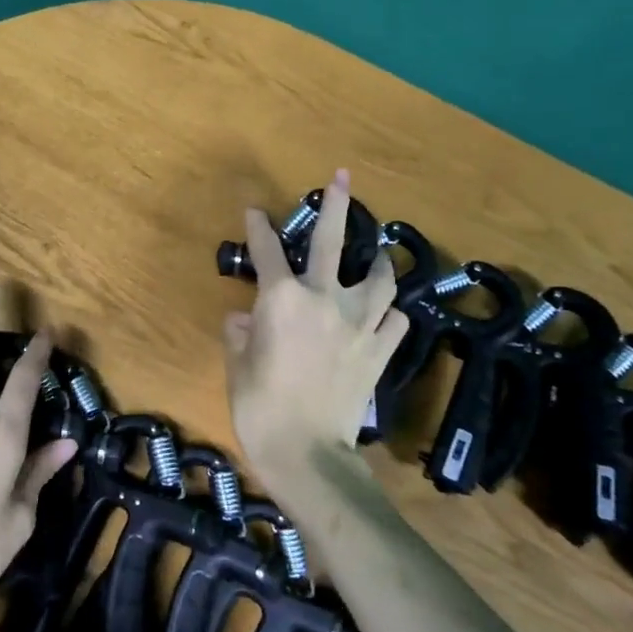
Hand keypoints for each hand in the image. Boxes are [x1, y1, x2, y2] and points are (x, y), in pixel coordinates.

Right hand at [223, 169, 407, 492]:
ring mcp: (358, 324)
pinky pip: (395, 323)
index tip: (254, 210)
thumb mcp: (238, 365)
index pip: (266, 250)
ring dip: (380, 262)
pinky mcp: (380, 351)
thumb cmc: (260, 406)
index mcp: (282, 298)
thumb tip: (246, 319)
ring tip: (380, 254)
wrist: (308, 453)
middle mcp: (324, 299)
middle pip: (334, 242)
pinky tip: (385, 318)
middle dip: (338, 205)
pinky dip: (390, 316)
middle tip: (343, 178)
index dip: (258, 227)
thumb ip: (241, 333)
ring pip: (380, 279)